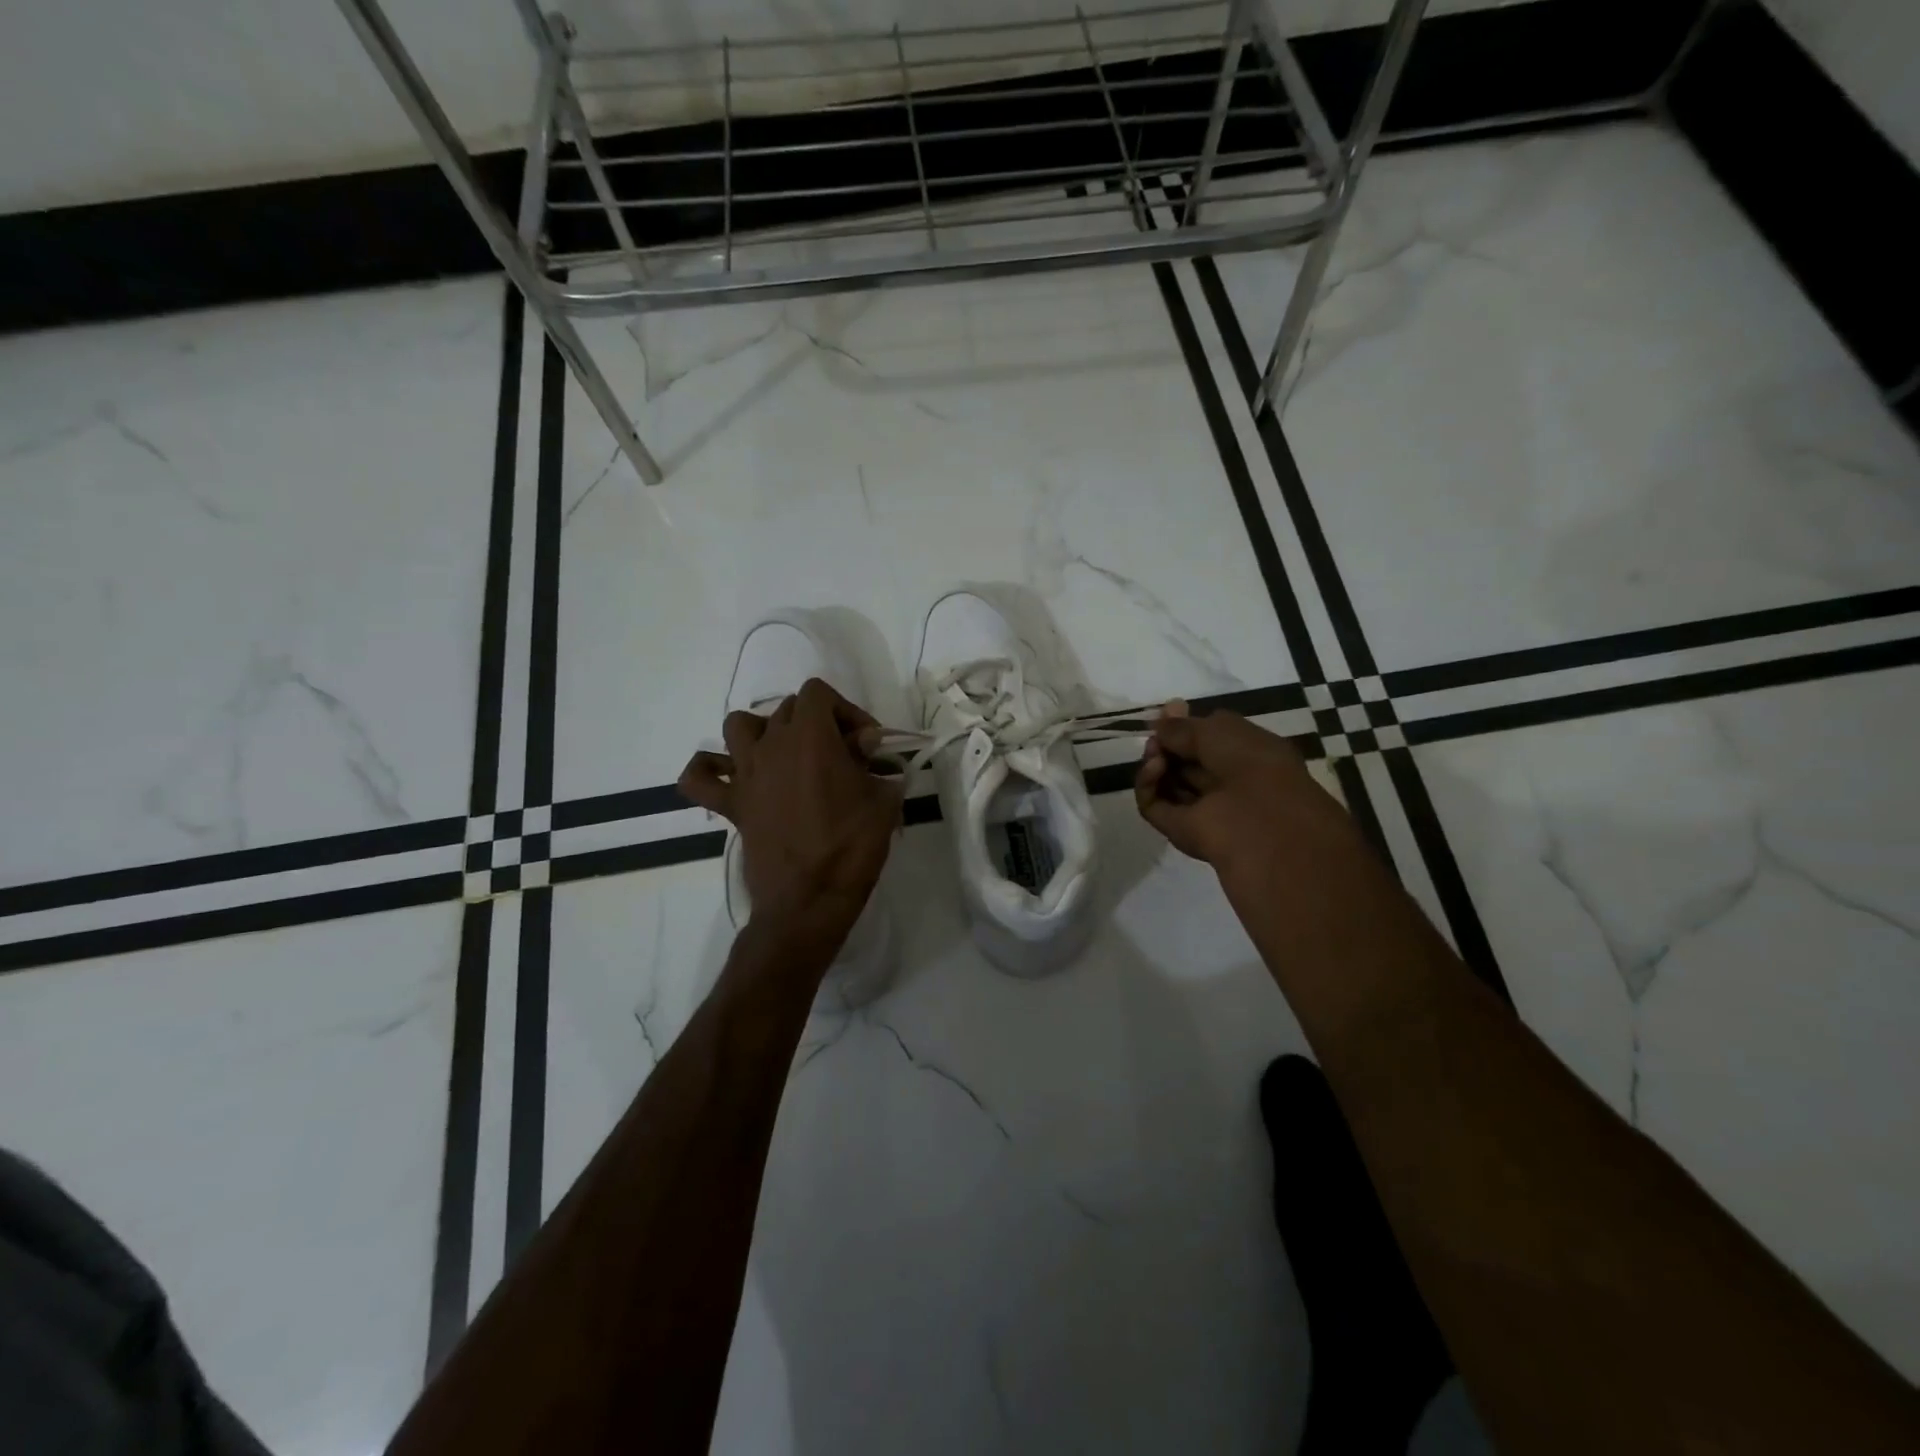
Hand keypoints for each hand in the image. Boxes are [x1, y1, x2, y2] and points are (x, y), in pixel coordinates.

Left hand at [679, 678, 901, 938]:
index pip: (819, 693)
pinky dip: (709, 770)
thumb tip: (868, 752)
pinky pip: (700, 778)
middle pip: (788, 708)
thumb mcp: (885, 800)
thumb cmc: (852, 846)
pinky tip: (731, 777)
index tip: (867, 745)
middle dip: (819, 723)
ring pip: (738, 726)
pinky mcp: (731, 805)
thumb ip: (878, 767)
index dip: (846, 711)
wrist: (809, 900)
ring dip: (763, 731)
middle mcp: (771, 745)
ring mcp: (746, 774)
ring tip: (787, 755)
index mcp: (810, 736)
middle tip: (843, 757)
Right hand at [1134, 701, 1355, 873]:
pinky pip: (1152, 803)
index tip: (1166, 714)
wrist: (1260, 825)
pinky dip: (1148, 784)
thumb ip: (1183, 726)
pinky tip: (1154, 768)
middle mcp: (1225, 781)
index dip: (1187, 726)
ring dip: (1155, 761)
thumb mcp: (1219, 730)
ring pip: (1166, 780)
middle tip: (1155, 736)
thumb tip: (1159, 724)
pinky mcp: (1178, 828)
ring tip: (1154, 753)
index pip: (1209, 738)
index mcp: (1249, 756)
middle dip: (1167, 743)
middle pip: (1184, 760)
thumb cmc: (1252, 766)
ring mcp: (1201, 807)